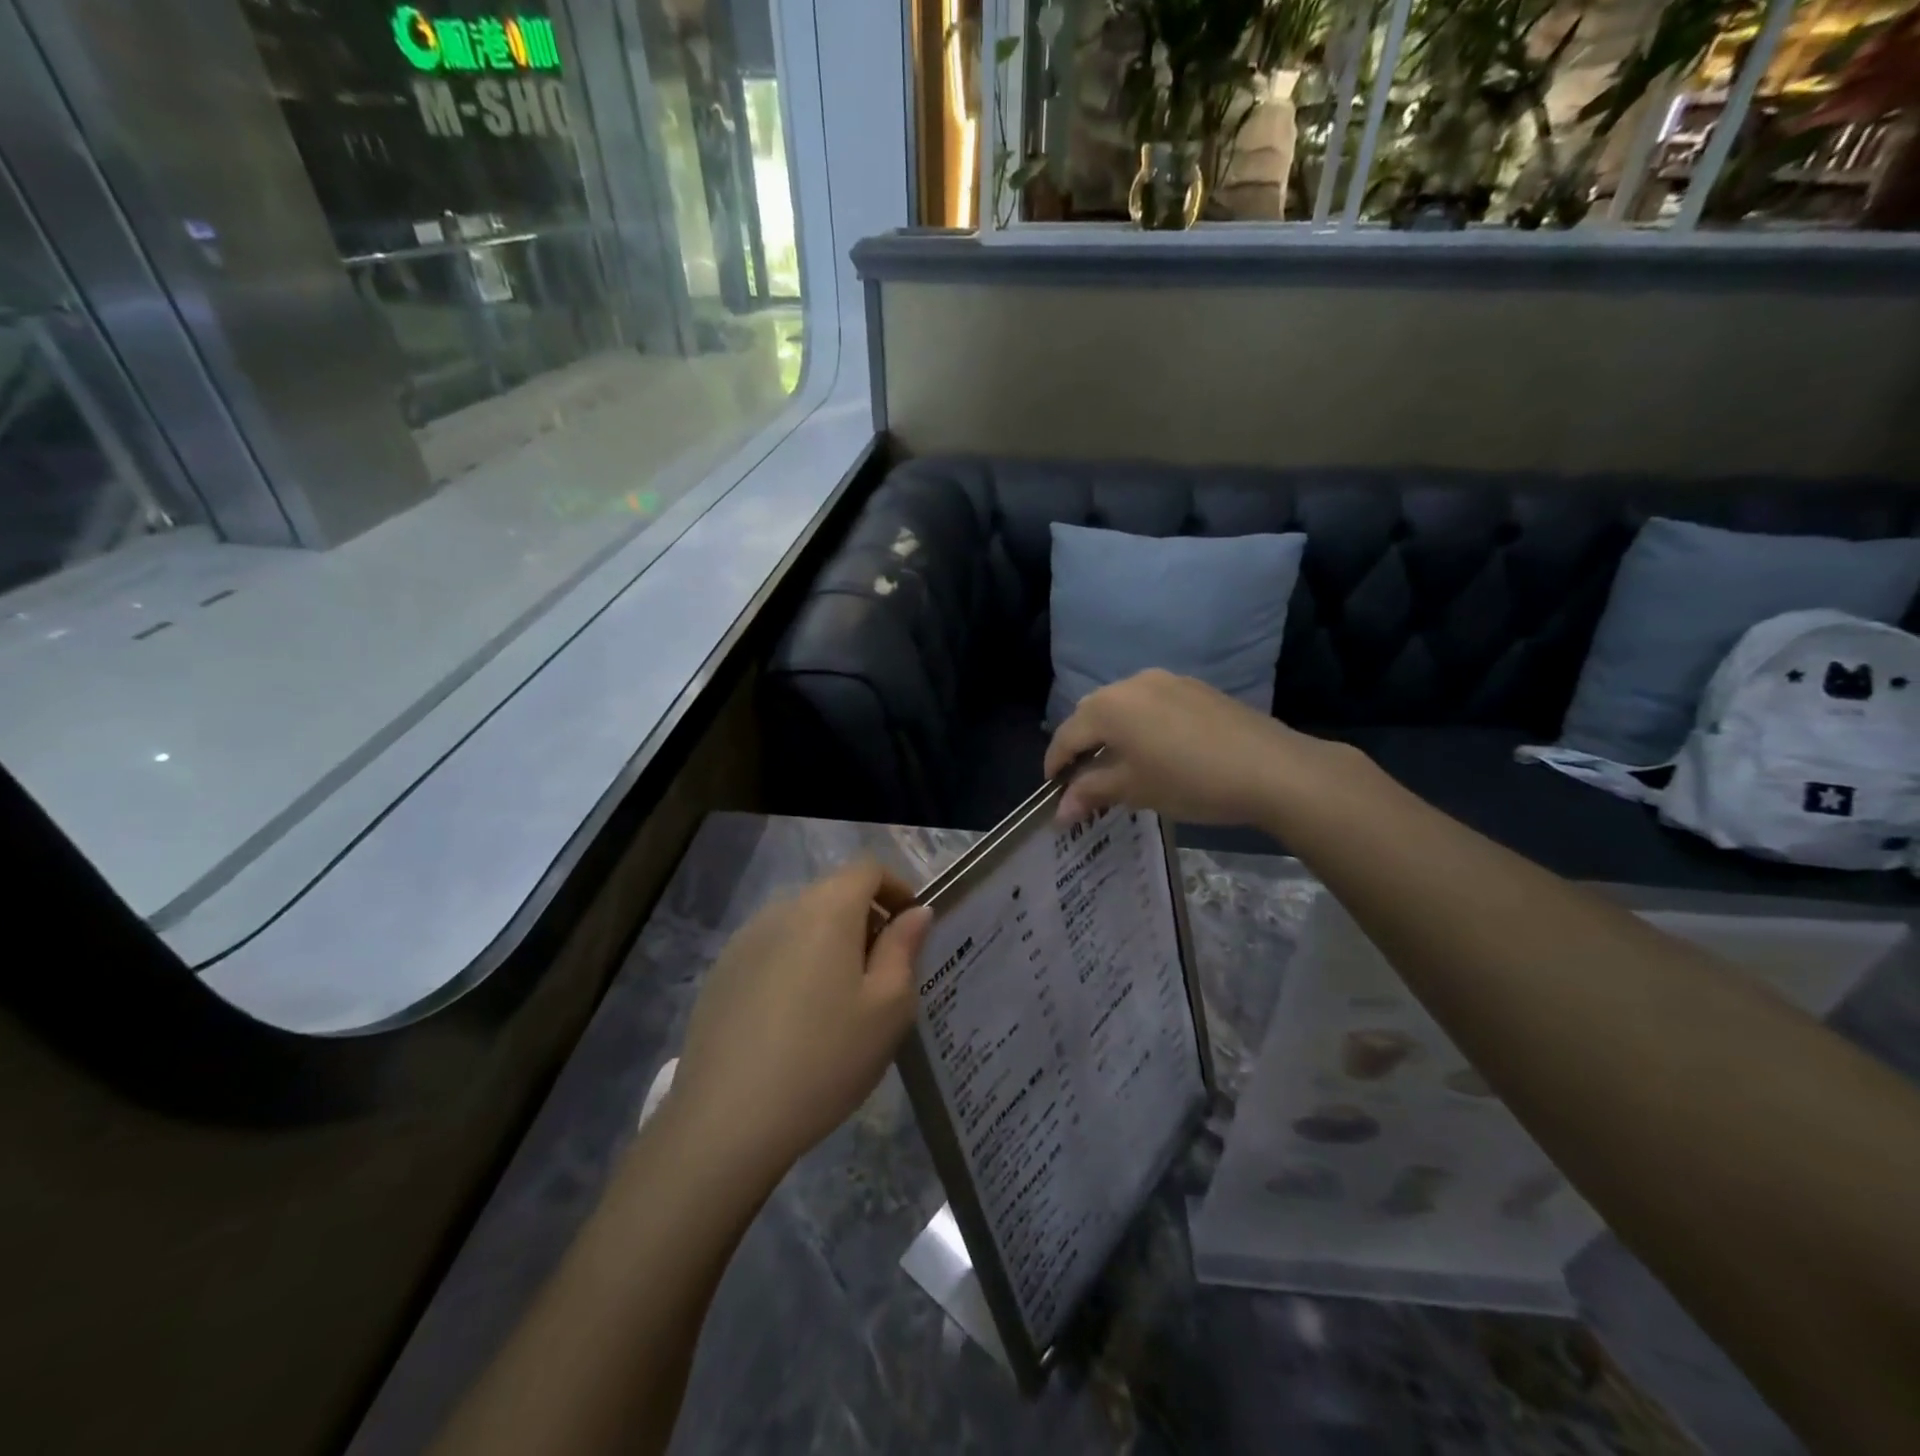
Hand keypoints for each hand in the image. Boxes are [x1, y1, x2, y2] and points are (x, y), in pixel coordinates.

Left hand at [667, 861, 932, 1188]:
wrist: (728, 1120)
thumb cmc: (826, 1058)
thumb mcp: (888, 1007)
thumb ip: (904, 948)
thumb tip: (916, 912)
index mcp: (827, 909)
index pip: (868, 869)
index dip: (896, 888)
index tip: (912, 928)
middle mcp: (782, 910)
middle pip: (834, 893)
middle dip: (866, 919)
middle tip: (884, 972)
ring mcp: (744, 940)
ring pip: (801, 923)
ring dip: (830, 942)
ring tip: (841, 1001)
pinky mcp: (721, 973)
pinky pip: (772, 950)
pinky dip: (796, 964)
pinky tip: (796, 1019)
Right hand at [1045, 669, 1341, 825]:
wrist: (1271, 768)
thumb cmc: (1190, 781)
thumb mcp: (1135, 789)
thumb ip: (1091, 792)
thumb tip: (1059, 811)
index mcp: (1109, 706)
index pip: (1067, 735)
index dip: (1055, 765)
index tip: (1053, 791)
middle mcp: (1132, 683)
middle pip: (1092, 714)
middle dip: (1082, 746)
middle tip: (1084, 780)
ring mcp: (1167, 681)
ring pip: (1123, 705)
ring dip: (1112, 732)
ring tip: (1120, 765)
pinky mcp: (1195, 688)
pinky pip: (1152, 703)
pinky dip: (1141, 725)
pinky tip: (1157, 750)